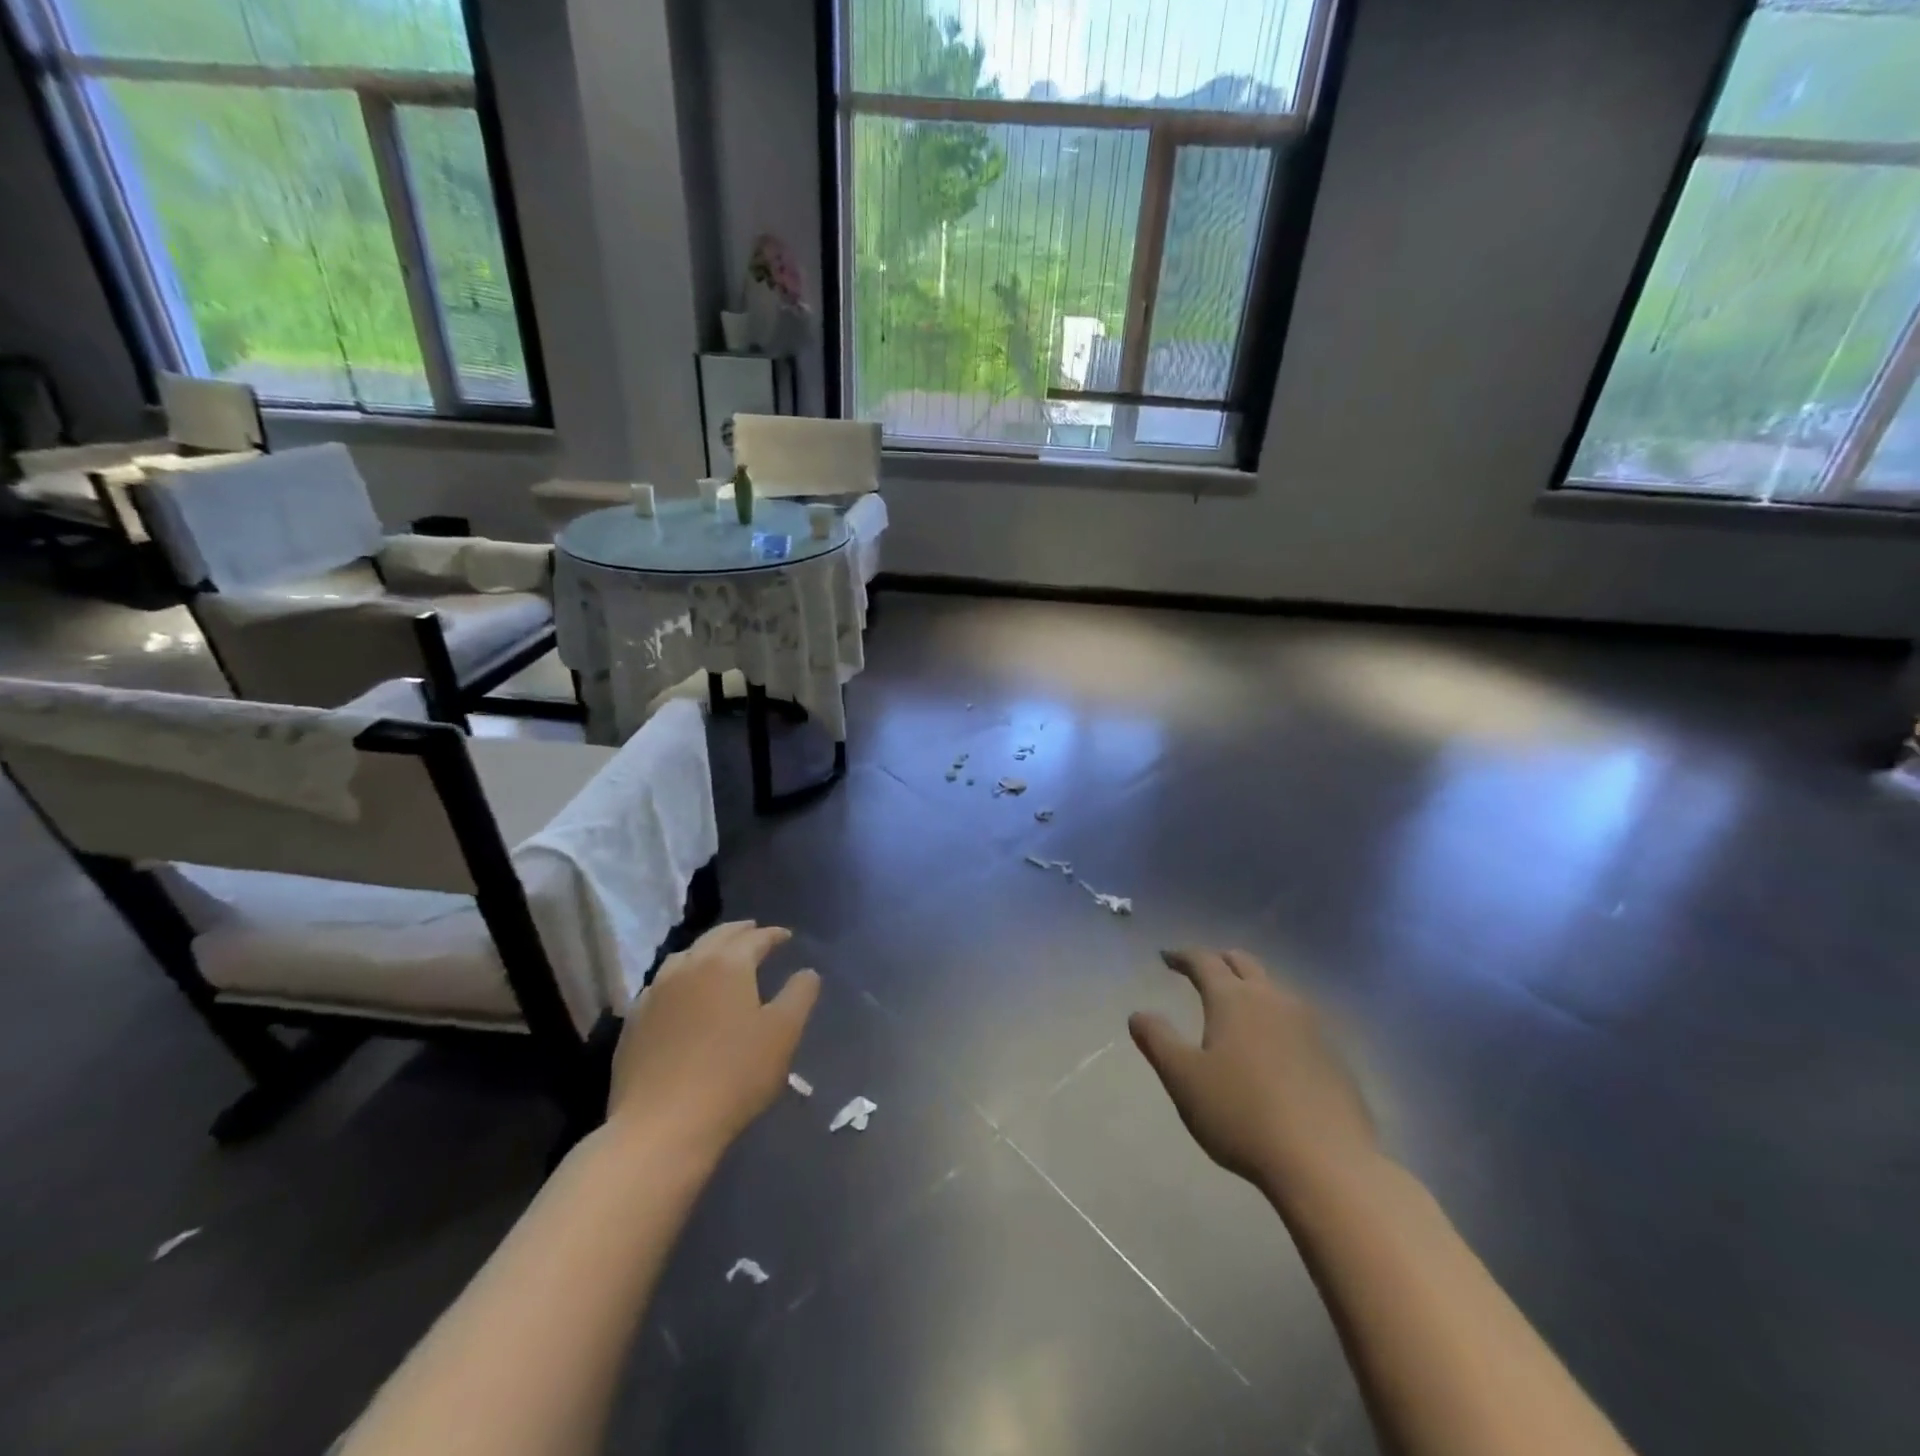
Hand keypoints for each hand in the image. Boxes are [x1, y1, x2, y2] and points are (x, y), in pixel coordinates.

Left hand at [608, 921, 819, 1160]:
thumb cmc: (734, 1075)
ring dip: (706, 950)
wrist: (662, 1126)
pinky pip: (662, 984)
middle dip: (738, 932)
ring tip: (719, 957)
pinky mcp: (634, 1021)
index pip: (755, 938)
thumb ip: (799, 995)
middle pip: (716, 938)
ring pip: (685, 956)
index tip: (786, 936)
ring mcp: (655, 992)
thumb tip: (806, 972)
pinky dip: (681, 977)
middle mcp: (688, 966)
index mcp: (727, 964)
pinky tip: (683, 993)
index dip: (773, 935)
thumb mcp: (783, 1034)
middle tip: (754, 932)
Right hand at [1130, 949, 1378, 1209]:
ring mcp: (1308, 1025)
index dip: (1182, 956)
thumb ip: (1157, 1040)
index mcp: (1233, 999)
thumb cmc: (1242, 1114)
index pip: (1203, 961)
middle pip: (1243, 963)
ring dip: (1250, 987)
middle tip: (1201, 972)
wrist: (1326, 1163)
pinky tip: (1272, 1046)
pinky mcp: (1332, 1054)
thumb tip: (1138, 1014)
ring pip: (1273, 988)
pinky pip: (1297, 1019)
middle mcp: (1272, 999)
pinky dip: (1275, 1018)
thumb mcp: (1183, 1078)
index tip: (1166, 957)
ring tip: (1236, 1007)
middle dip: (1219, 961)